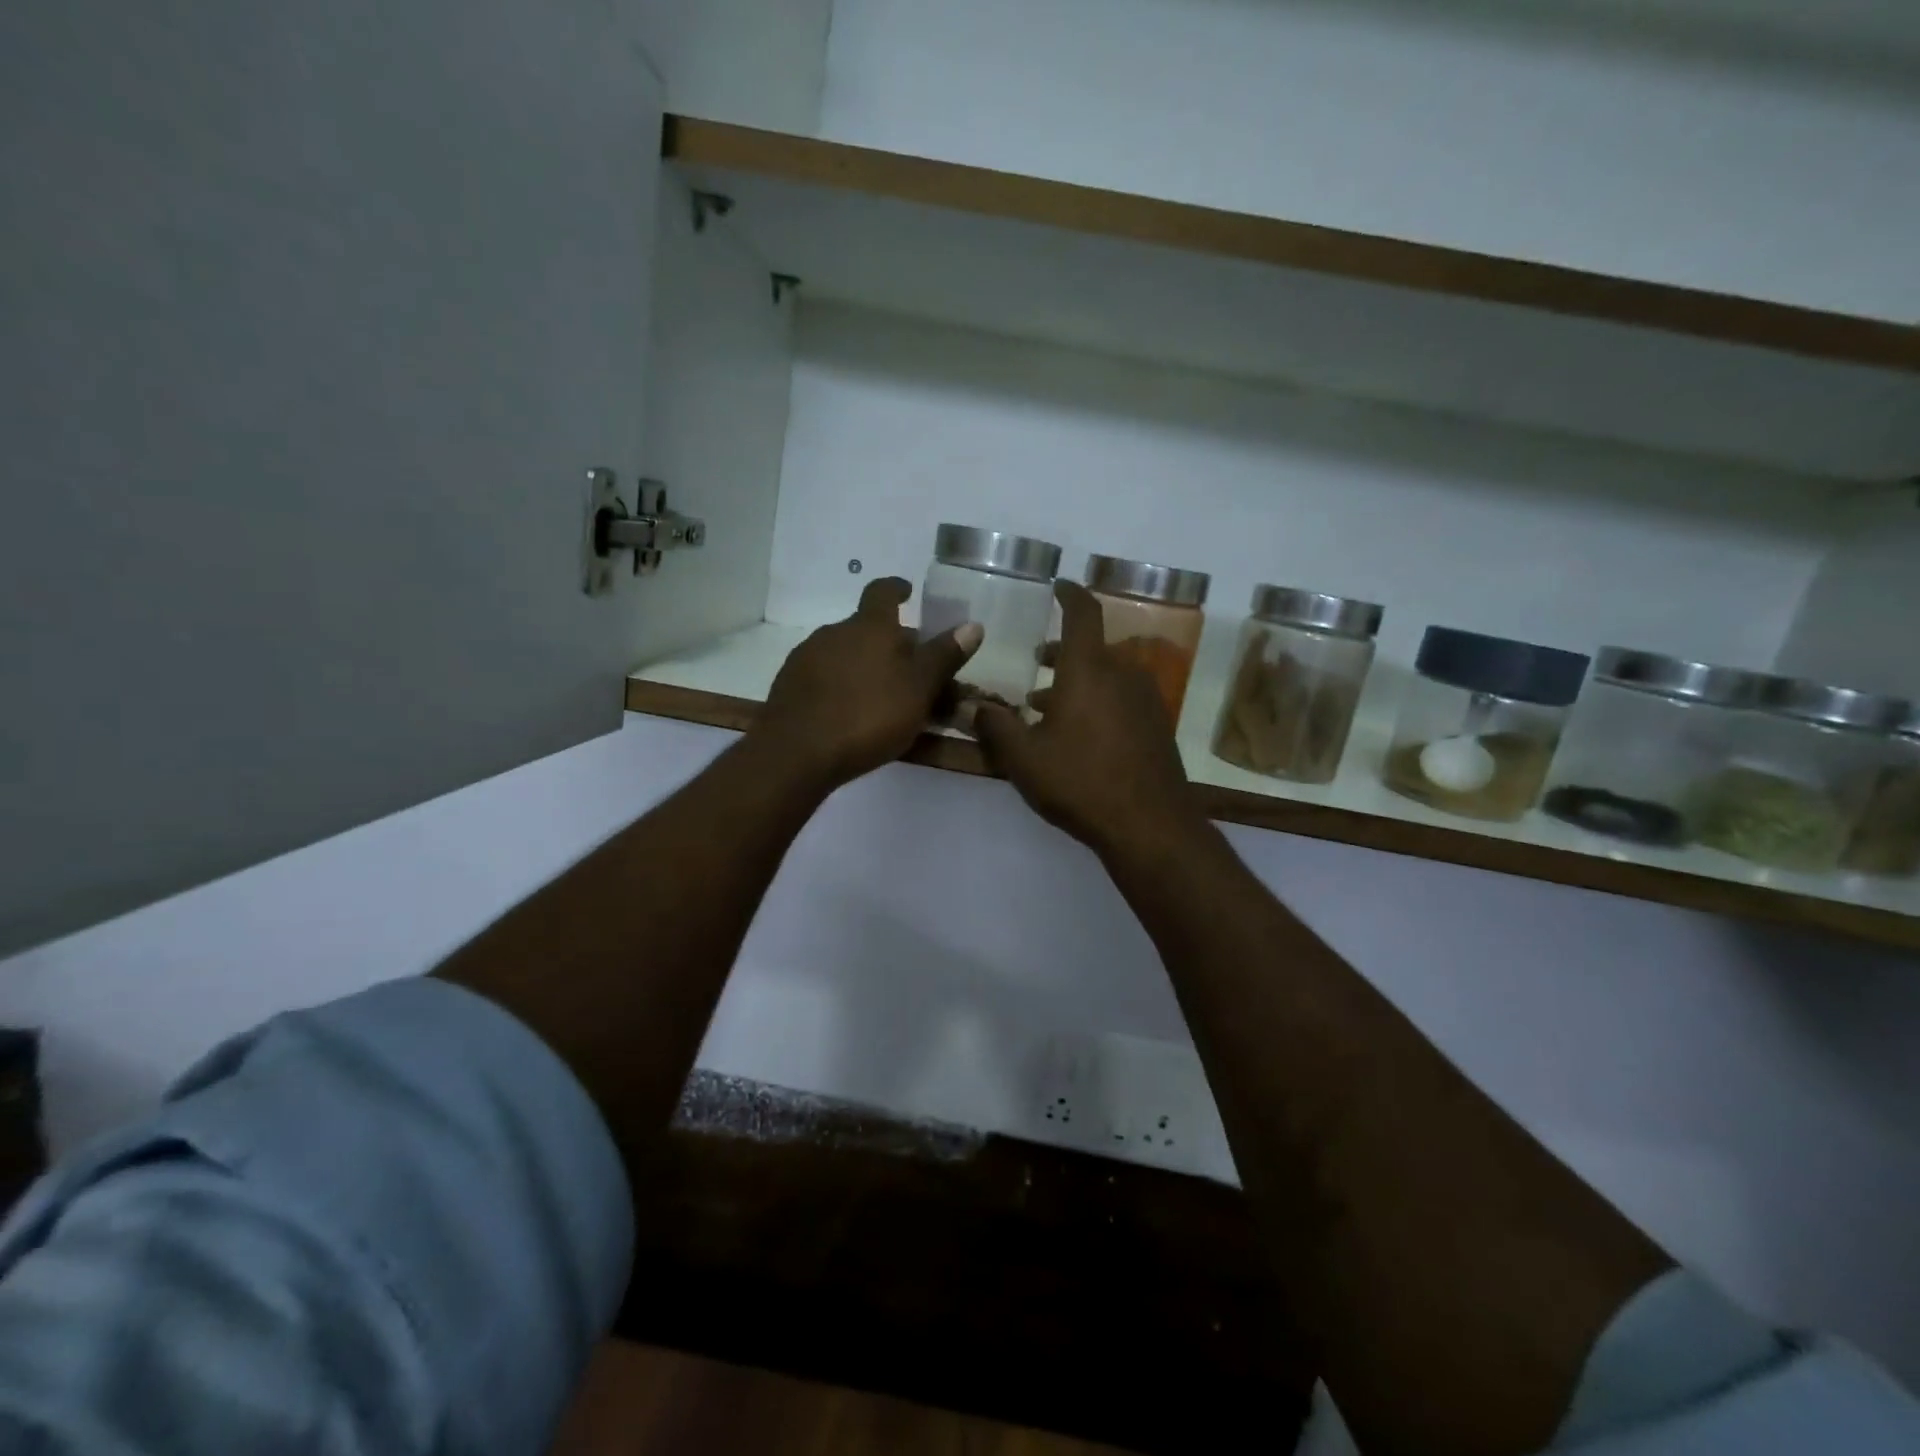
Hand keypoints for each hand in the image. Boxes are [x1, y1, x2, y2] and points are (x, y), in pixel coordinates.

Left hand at [755, 577, 981, 789]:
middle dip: (889, 642)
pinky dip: (841, 685)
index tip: (908, 592)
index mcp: (869, 626)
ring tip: (882, 694)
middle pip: (866, 628)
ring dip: (864, 665)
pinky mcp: (788, 686)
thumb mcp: (919, 689)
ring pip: (844, 652)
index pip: (883, 591)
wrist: (796, 753)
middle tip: (911, 668)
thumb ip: (944, 657)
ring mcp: (806, 658)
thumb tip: (973, 625)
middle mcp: (834, 632)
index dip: (897, 589)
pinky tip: (849, 711)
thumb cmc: (868, 715)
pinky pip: (824, 676)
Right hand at [975, 582, 1202, 859]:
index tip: (1058, 586)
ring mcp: (1145, 700)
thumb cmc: (1080, 782)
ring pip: (1107, 675)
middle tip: (1038, 661)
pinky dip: (1098, 700)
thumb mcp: (1024, 757)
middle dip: (1063, 651)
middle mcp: (1122, 674)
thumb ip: (994, 726)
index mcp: (1089, 669)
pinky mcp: (1157, 725)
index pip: (1083, 613)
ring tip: (1047, 705)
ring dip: (1078, 680)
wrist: (1149, 824)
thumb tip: (970, 706)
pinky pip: (1122, 697)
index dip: (1070, 594)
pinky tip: (1079, 733)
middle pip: (1093, 648)